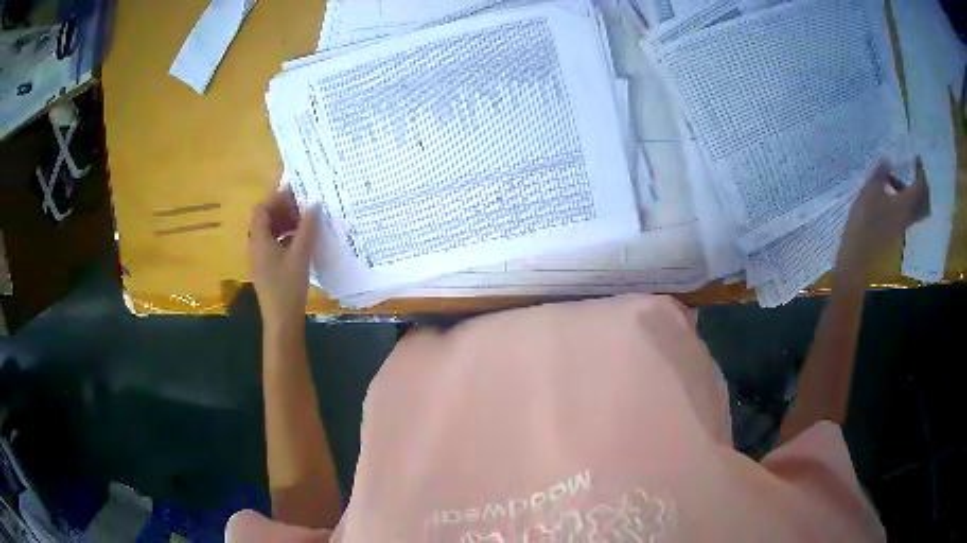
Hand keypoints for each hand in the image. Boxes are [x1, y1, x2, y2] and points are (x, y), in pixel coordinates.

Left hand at [249, 188, 317, 331]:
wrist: (281, 321)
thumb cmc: (288, 288)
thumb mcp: (300, 256)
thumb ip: (307, 229)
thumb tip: (314, 204)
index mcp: (259, 240)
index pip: (261, 209)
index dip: (276, 198)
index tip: (296, 194)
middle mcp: (256, 246)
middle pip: (264, 219)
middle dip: (282, 209)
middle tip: (303, 207)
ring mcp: (260, 258)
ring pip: (269, 231)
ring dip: (285, 223)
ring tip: (305, 222)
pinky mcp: (267, 268)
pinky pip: (273, 243)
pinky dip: (285, 237)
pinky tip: (301, 241)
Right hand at [835, 159, 929, 290]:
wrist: (860, 254)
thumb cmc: (866, 221)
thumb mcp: (871, 191)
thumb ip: (880, 174)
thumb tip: (887, 159)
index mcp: (906, 204)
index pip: (920, 186)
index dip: (919, 171)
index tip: (915, 159)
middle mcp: (909, 214)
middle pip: (922, 200)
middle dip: (920, 184)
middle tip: (911, 171)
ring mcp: (903, 224)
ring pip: (915, 207)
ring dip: (911, 193)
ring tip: (896, 180)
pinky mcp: (896, 230)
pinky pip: (907, 212)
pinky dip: (904, 201)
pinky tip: (891, 195)